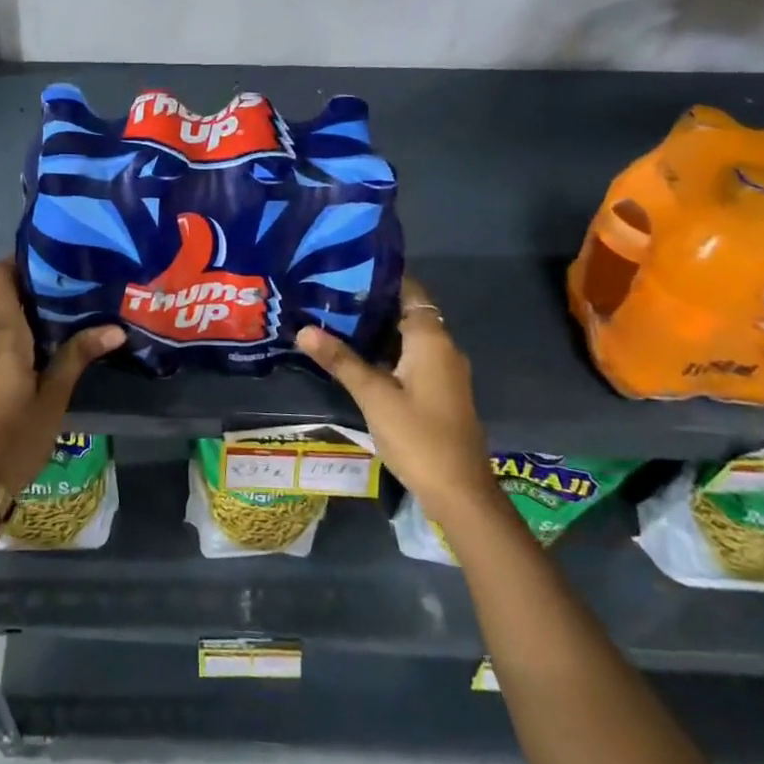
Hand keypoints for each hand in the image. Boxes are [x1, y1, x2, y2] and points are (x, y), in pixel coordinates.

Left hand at [0, 261, 124, 497]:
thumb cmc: (16, 436)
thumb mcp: (54, 397)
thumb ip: (78, 356)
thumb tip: (115, 328)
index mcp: (1, 332)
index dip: (18, 264)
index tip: (48, 267)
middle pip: (0, 301)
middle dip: (30, 300)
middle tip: (67, 305)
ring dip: (19, 326)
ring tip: (54, 335)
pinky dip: (5, 346)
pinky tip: (29, 365)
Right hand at [297, 276, 493, 514]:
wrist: (460, 493)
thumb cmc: (418, 437)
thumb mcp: (373, 396)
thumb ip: (340, 360)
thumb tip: (303, 329)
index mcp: (431, 339)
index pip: (408, 290)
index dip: (379, 278)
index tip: (343, 270)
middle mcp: (442, 348)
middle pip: (405, 312)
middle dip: (369, 305)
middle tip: (327, 297)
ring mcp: (443, 372)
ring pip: (406, 338)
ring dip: (375, 331)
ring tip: (333, 322)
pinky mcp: (438, 392)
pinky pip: (410, 359)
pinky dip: (385, 353)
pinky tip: (355, 359)